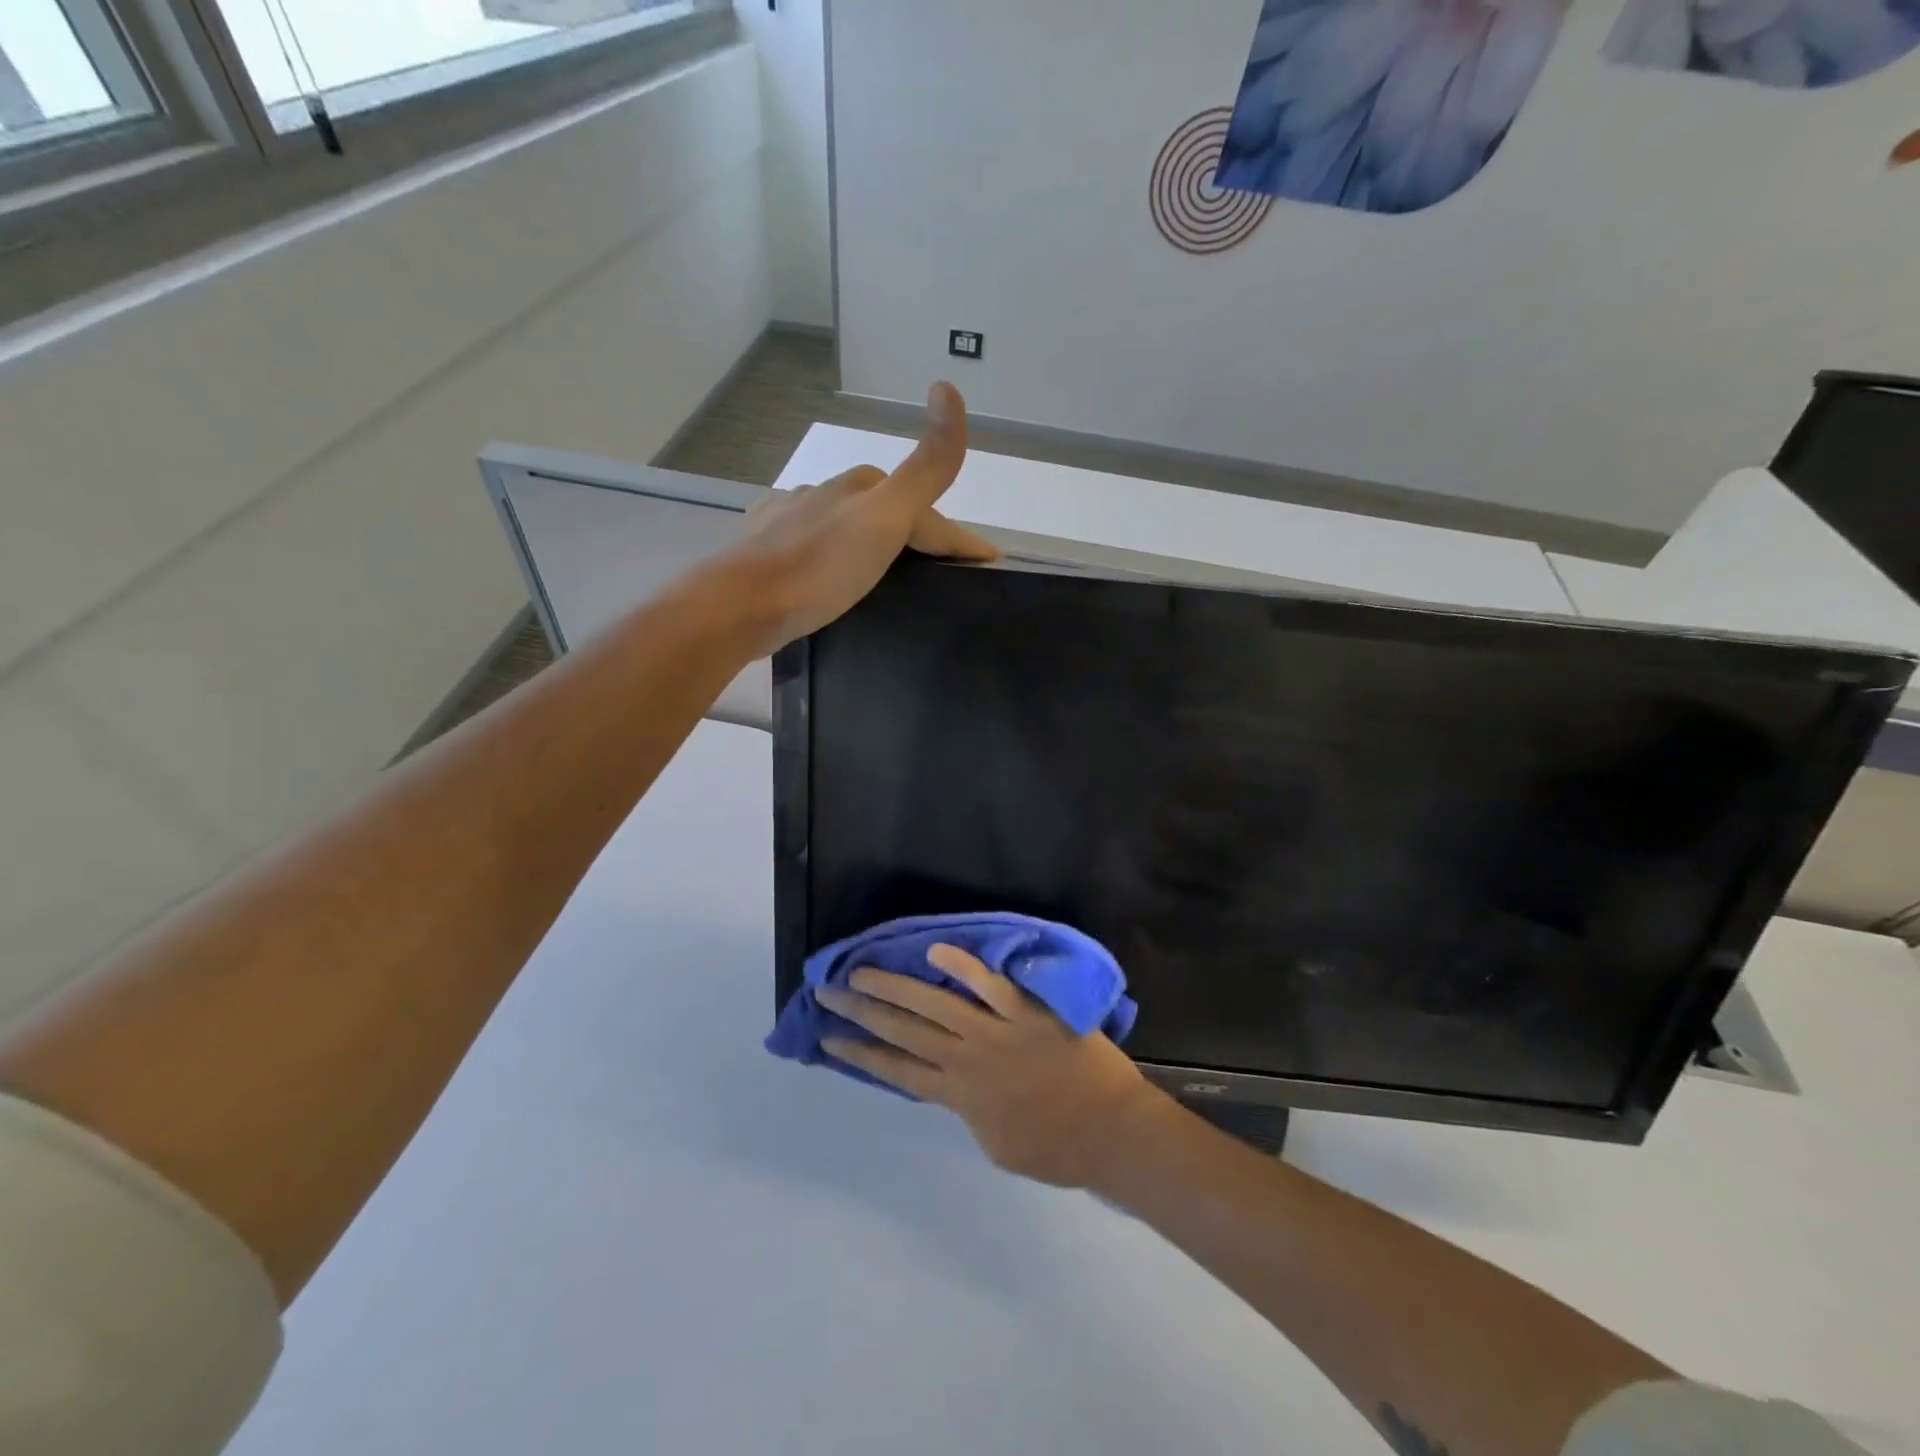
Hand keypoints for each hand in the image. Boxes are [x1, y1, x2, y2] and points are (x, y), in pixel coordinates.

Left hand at [722, 382, 998, 655]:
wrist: (740, 605)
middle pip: (886, 514)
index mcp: (860, 487)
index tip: (988, 565)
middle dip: (917, 538)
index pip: (925, 509)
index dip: (959, 538)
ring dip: (873, 546)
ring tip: (890, 583)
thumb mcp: (885, 519)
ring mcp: (791, 520)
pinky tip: (830, 576)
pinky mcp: (766, 550)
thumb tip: (948, 388)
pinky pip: (813, 547)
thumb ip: (925, 468)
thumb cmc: (819, 566)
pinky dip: (833, 557)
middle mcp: (825, 494)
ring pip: (848, 529)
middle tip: (941, 576)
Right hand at [815, 944, 1166, 1188]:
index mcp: (959, 1096)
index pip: (897, 1071)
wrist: (1112, 1132)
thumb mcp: (998, 1144)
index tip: (828, 1040)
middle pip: (903, 1032)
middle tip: (827, 993)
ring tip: (861, 971)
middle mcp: (967, 1060)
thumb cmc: (1058, 1148)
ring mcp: (996, 1032)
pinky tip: (936, 950)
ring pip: (934, 1005)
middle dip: (861, 1013)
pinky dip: (963, 967)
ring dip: (894, 987)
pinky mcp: (1027, 1012)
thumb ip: (971, 1112)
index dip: (860, 1055)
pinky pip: (990, 986)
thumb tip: (957, 1087)